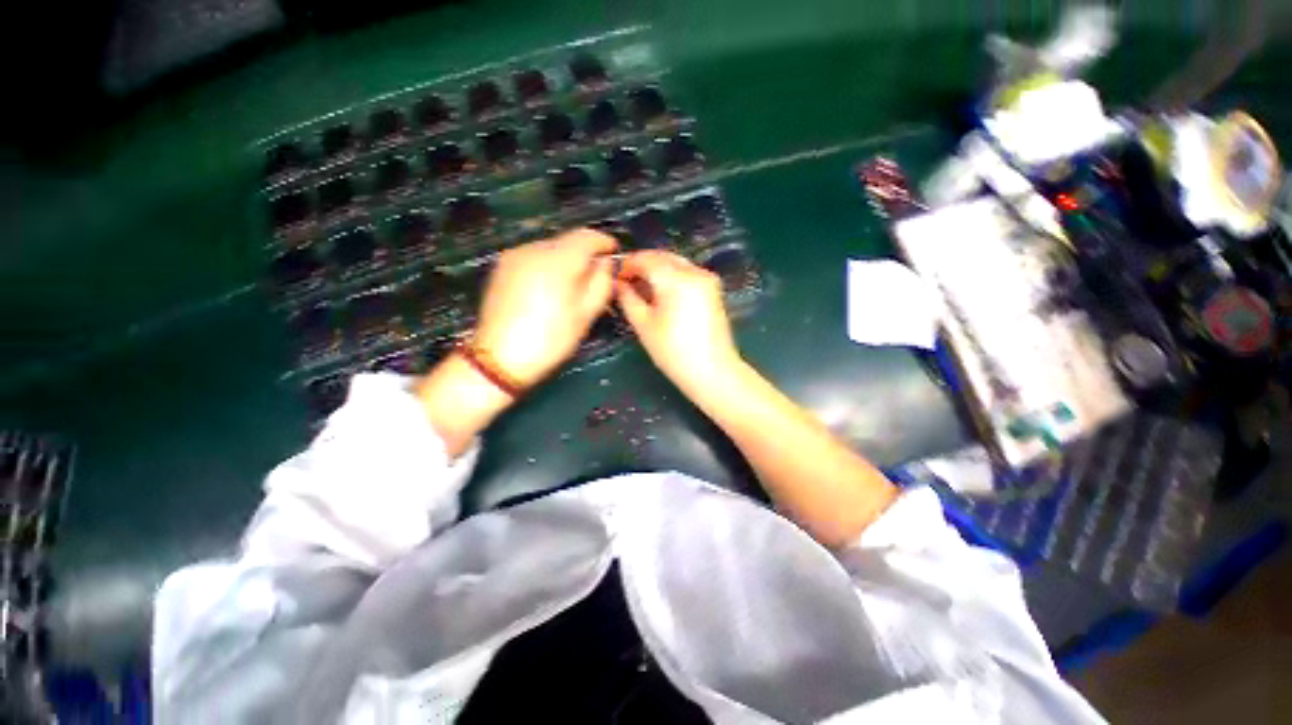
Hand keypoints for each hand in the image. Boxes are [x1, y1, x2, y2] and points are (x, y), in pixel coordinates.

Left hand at [474, 229, 617, 387]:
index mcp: (558, 261)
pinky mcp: (502, 267)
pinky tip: (550, 287)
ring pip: (550, 248)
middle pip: (567, 240)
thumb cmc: (550, 339)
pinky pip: (534, 257)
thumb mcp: (585, 314)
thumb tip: (606, 263)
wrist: (500, 358)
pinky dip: (548, 265)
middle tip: (596, 274)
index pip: (586, 237)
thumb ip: (601, 283)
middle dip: (585, 252)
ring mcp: (514, 256)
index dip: (604, 241)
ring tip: (573, 284)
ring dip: (566, 259)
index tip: (614, 251)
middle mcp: (534, 249)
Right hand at [615, 250, 740, 393]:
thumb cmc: (673, 351)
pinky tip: (661, 292)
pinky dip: (672, 276)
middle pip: (663, 257)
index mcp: (676, 279)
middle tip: (626, 281)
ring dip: (657, 269)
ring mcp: (707, 279)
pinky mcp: (713, 290)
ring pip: (676, 263)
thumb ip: (628, 298)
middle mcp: (694, 272)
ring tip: (641, 288)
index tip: (616, 276)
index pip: (646, 259)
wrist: (712, 371)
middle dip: (643, 264)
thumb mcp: (643, 325)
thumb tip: (619, 284)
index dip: (628, 264)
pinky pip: (687, 273)